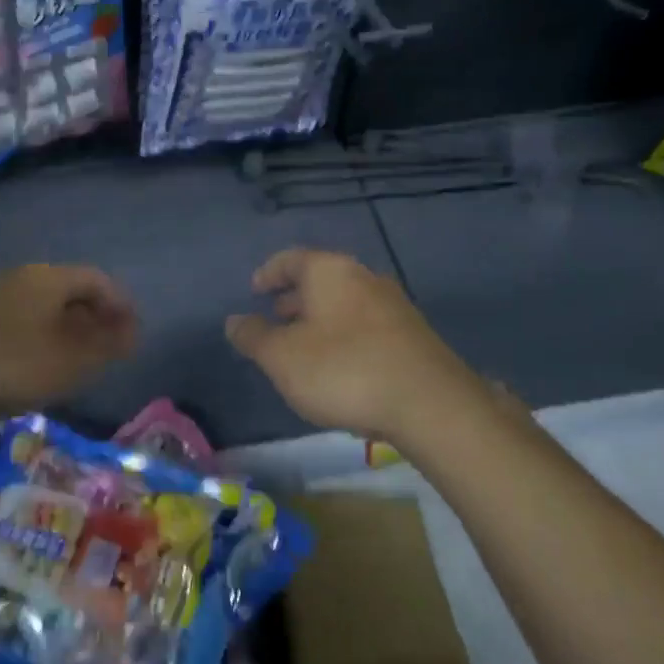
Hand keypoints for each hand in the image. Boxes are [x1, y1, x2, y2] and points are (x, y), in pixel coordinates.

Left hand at [0, 264, 138, 424]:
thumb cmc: (9, 364)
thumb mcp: (67, 363)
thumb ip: (105, 346)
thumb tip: (131, 332)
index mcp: (51, 278)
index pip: (99, 281)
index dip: (121, 306)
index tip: (133, 336)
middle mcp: (26, 276)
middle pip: (73, 290)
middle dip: (97, 318)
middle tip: (110, 350)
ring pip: (48, 305)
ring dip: (71, 329)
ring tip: (81, 361)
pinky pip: (27, 317)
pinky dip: (45, 335)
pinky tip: (43, 363)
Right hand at [225, 247, 491, 442]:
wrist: (430, 404)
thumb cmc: (343, 370)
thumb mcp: (282, 358)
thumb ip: (254, 337)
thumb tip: (234, 321)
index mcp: (329, 271)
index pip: (290, 259)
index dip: (268, 273)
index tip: (254, 291)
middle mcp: (362, 277)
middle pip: (320, 279)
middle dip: (294, 298)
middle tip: (275, 319)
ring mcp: (393, 304)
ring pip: (344, 303)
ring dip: (320, 319)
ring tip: (303, 347)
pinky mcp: (412, 335)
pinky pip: (365, 324)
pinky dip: (344, 335)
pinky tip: (339, 366)